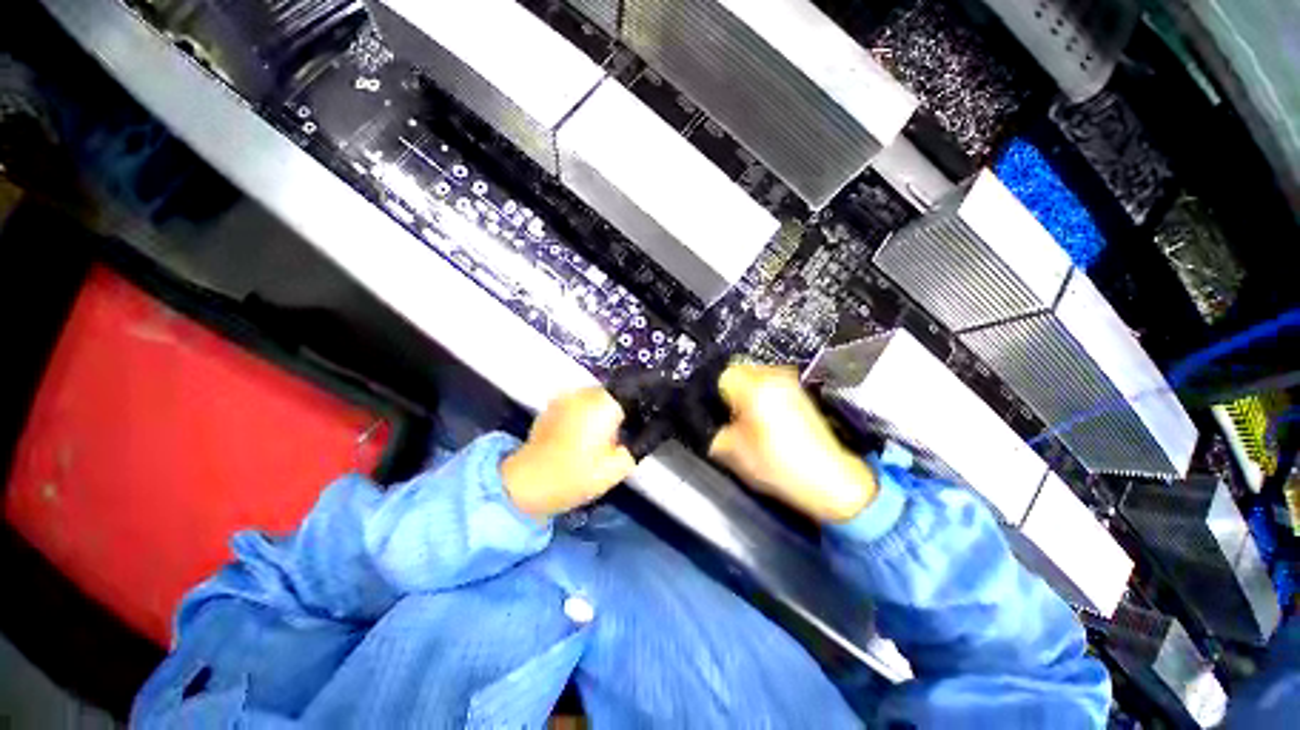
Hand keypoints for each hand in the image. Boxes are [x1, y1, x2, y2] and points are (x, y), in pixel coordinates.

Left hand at [502, 387, 636, 520]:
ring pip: (596, 397)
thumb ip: (638, 446)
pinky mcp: (552, 406)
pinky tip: (583, 434)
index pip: (634, 393)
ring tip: (604, 435)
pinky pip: (579, 403)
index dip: (642, 406)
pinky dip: (586, 413)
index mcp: (603, 403)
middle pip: (615, 393)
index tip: (645, 422)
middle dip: (623, 408)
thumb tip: (645, 433)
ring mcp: (566, 397)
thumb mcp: (618, 468)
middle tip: (625, 433)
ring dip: (603, 410)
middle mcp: (585, 393)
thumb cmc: (576, 476)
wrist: (527, 484)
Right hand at [709, 363, 876, 522]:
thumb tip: (714, 423)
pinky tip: (771, 422)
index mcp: (756, 388)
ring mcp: (792, 384)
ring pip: (759, 378)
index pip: (725, 376)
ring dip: (751, 394)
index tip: (722, 413)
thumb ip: (716, 432)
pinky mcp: (803, 395)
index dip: (719, 396)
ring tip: (754, 421)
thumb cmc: (778, 465)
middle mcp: (776, 377)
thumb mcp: (733, 452)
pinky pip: (774, 387)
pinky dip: (767, 398)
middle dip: (735, 392)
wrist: (830, 480)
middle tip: (735, 417)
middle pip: (743, 371)